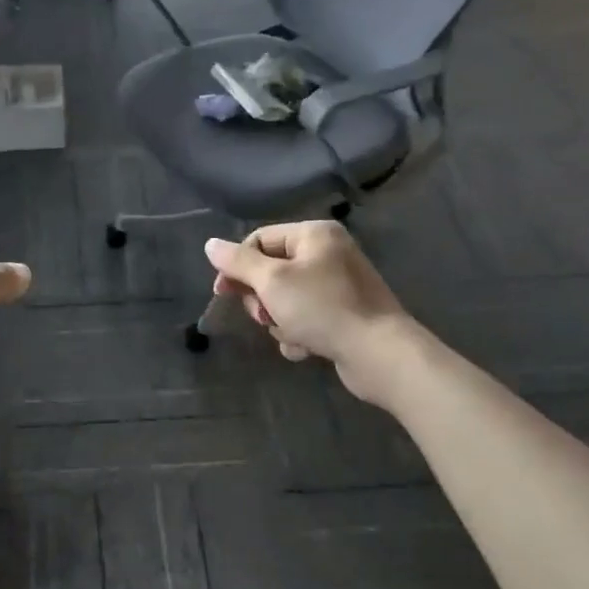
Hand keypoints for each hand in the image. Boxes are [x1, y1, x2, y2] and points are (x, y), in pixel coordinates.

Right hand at [204, 222, 419, 408]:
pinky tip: (306, 348)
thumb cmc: (322, 308)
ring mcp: (337, 286)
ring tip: (291, 334)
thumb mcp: (272, 281)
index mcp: (314, 234)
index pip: (259, 240)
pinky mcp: (343, 315)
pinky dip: (299, 334)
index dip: (237, 266)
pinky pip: (305, 319)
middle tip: (264, 315)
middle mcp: (328, 253)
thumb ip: (238, 261)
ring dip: (279, 320)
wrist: (378, 353)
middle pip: (270, 271)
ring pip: (285, 299)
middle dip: (261, 298)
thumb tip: (210, 244)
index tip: (222, 292)